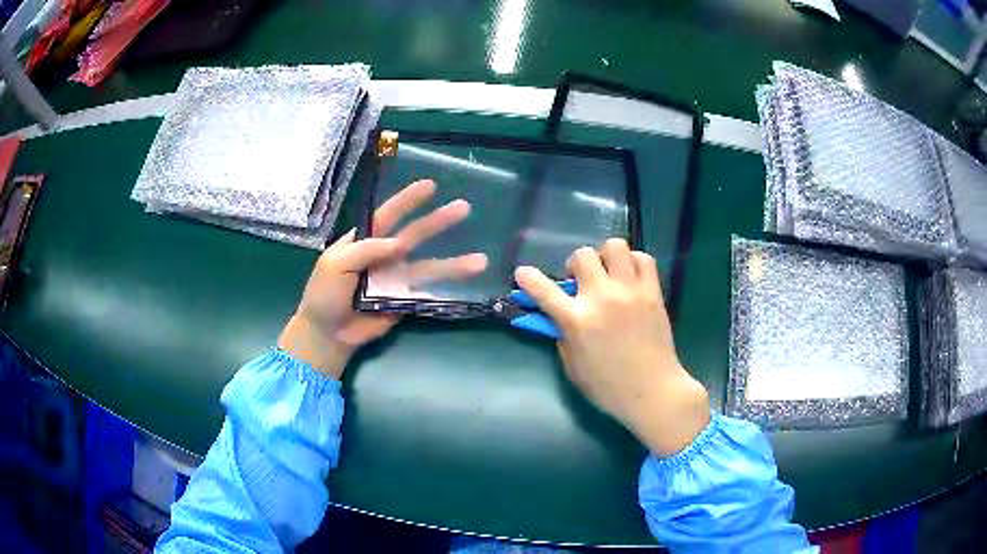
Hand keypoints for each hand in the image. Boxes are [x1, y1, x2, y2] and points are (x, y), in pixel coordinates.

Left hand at [279, 180, 487, 378]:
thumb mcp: (335, 263)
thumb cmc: (325, 293)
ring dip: (453, 263)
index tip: (430, 186)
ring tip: (480, 260)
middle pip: (415, 235)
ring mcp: (396, 279)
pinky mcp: (404, 301)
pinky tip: (467, 286)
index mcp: (365, 241)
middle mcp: (385, 256)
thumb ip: (365, 249)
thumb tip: (398, 242)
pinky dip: (446, 290)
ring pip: (429, 267)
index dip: (408, 200)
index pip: (388, 215)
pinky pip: (426, 293)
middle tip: (464, 208)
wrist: (328, 333)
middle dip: (438, 222)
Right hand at [514, 239, 708, 456]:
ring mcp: (630, 291)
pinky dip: (633, 262)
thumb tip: (559, 316)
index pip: (544, 290)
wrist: (652, 391)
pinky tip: (630, 278)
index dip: (528, 278)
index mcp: (577, 320)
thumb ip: (562, 336)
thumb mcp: (573, 366)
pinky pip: (643, 259)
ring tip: (608, 274)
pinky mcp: (652, 292)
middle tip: (582, 282)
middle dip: (576, 265)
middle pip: (583, 255)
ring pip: (615, 246)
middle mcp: (602, 298)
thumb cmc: (608, 387)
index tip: (522, 272)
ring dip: (606, 257)